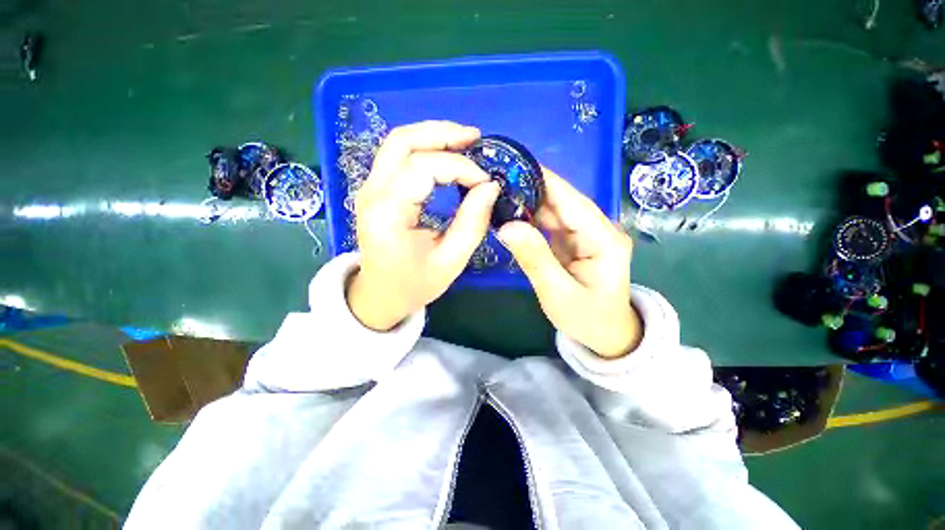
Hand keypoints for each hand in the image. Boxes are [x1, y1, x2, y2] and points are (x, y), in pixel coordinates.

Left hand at [346, 121, 500, 330]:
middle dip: (443, 134)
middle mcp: (372, 192)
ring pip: (398, 142)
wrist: (380, 294)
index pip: (423, 169)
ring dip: (433, 135)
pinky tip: (446, 153)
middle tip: (476, 138)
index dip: (460, 167)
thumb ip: (472, 223)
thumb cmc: (414, 284)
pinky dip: (424, 147)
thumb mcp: (450, 261)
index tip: (486, 182)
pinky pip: (398, 155)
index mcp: (387, 213)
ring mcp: (370, 187)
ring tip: (465, 140)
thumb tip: (490, 187)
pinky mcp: (376, 189)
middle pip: (403, 142)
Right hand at [497, 168, 641, 357]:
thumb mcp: (558, 293)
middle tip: (496, 181)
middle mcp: (597, 228)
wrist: (606, 334)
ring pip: (554, 210)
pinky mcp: (574, 240)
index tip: (512, 167)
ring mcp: (586, 233)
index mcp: (603, 238)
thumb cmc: (587, 318)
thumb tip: (507, 226)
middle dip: (530, 188)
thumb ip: (534, 258)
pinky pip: (550, 223)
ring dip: (527, 201)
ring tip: (497, 193)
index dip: (543, 180)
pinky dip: (530, 218)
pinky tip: (510, 213)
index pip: (570, 200)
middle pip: (561, 200)